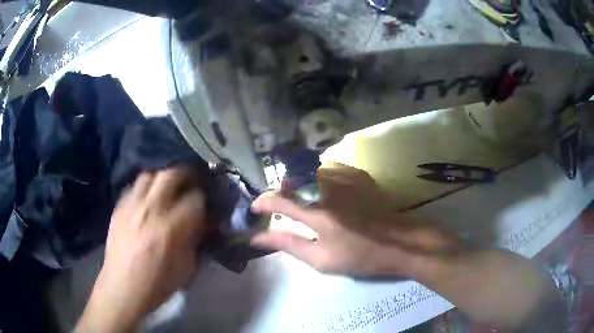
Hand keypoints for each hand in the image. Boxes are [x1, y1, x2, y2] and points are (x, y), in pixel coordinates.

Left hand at [77, 168, 207, 332]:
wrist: (122, 288)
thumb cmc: (157, 284)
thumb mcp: (186, 268)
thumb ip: (195, 241)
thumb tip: (202, 223)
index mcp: (170, 229)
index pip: (194, 198)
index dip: (204, 198)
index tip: (206, 202)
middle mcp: (150, 210)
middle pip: (171, 173)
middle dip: (187, 173)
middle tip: (192, 180)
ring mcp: (132, 206)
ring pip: (150, 174)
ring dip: (163, 176)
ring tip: (169, 185)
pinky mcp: (119, 208)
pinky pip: (134, 186)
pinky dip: (145, 187)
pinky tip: (148, 198)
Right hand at [252, 164, 563, 329]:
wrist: (402, 243)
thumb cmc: (363, 257)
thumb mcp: (322, 260)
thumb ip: (289, 245)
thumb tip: (260, 237)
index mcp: (318, 213)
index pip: (279, 200)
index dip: (263, 201)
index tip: (256, 208)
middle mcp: (328, 189)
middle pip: (294, 179)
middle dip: (283, 191)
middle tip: (284, 206)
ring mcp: (346, 179)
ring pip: (312, 172)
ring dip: (303, 184)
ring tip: (306, 202)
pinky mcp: (360, 177)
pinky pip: (332, 170)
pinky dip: (322, 179)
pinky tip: (329, 193)